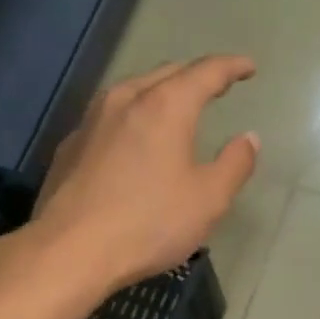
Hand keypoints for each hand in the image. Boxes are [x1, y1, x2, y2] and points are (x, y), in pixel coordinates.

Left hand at [31, 56, 259, 291]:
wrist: (70, 251)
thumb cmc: (150, 223)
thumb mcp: (208, 200)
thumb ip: (234, 164)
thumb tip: (249, 139)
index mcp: (165, 106)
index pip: (205, 72)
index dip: (231, 67)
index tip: (248, 68)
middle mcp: (126, 100)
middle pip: (166, 73)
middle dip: (195, 74)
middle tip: (216, 83)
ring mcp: (92, 120)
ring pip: (133, 90)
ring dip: (160, 90)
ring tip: (175, 102)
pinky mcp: (71, 145)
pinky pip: (110, 115)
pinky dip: (133, 115)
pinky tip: (134, 135)